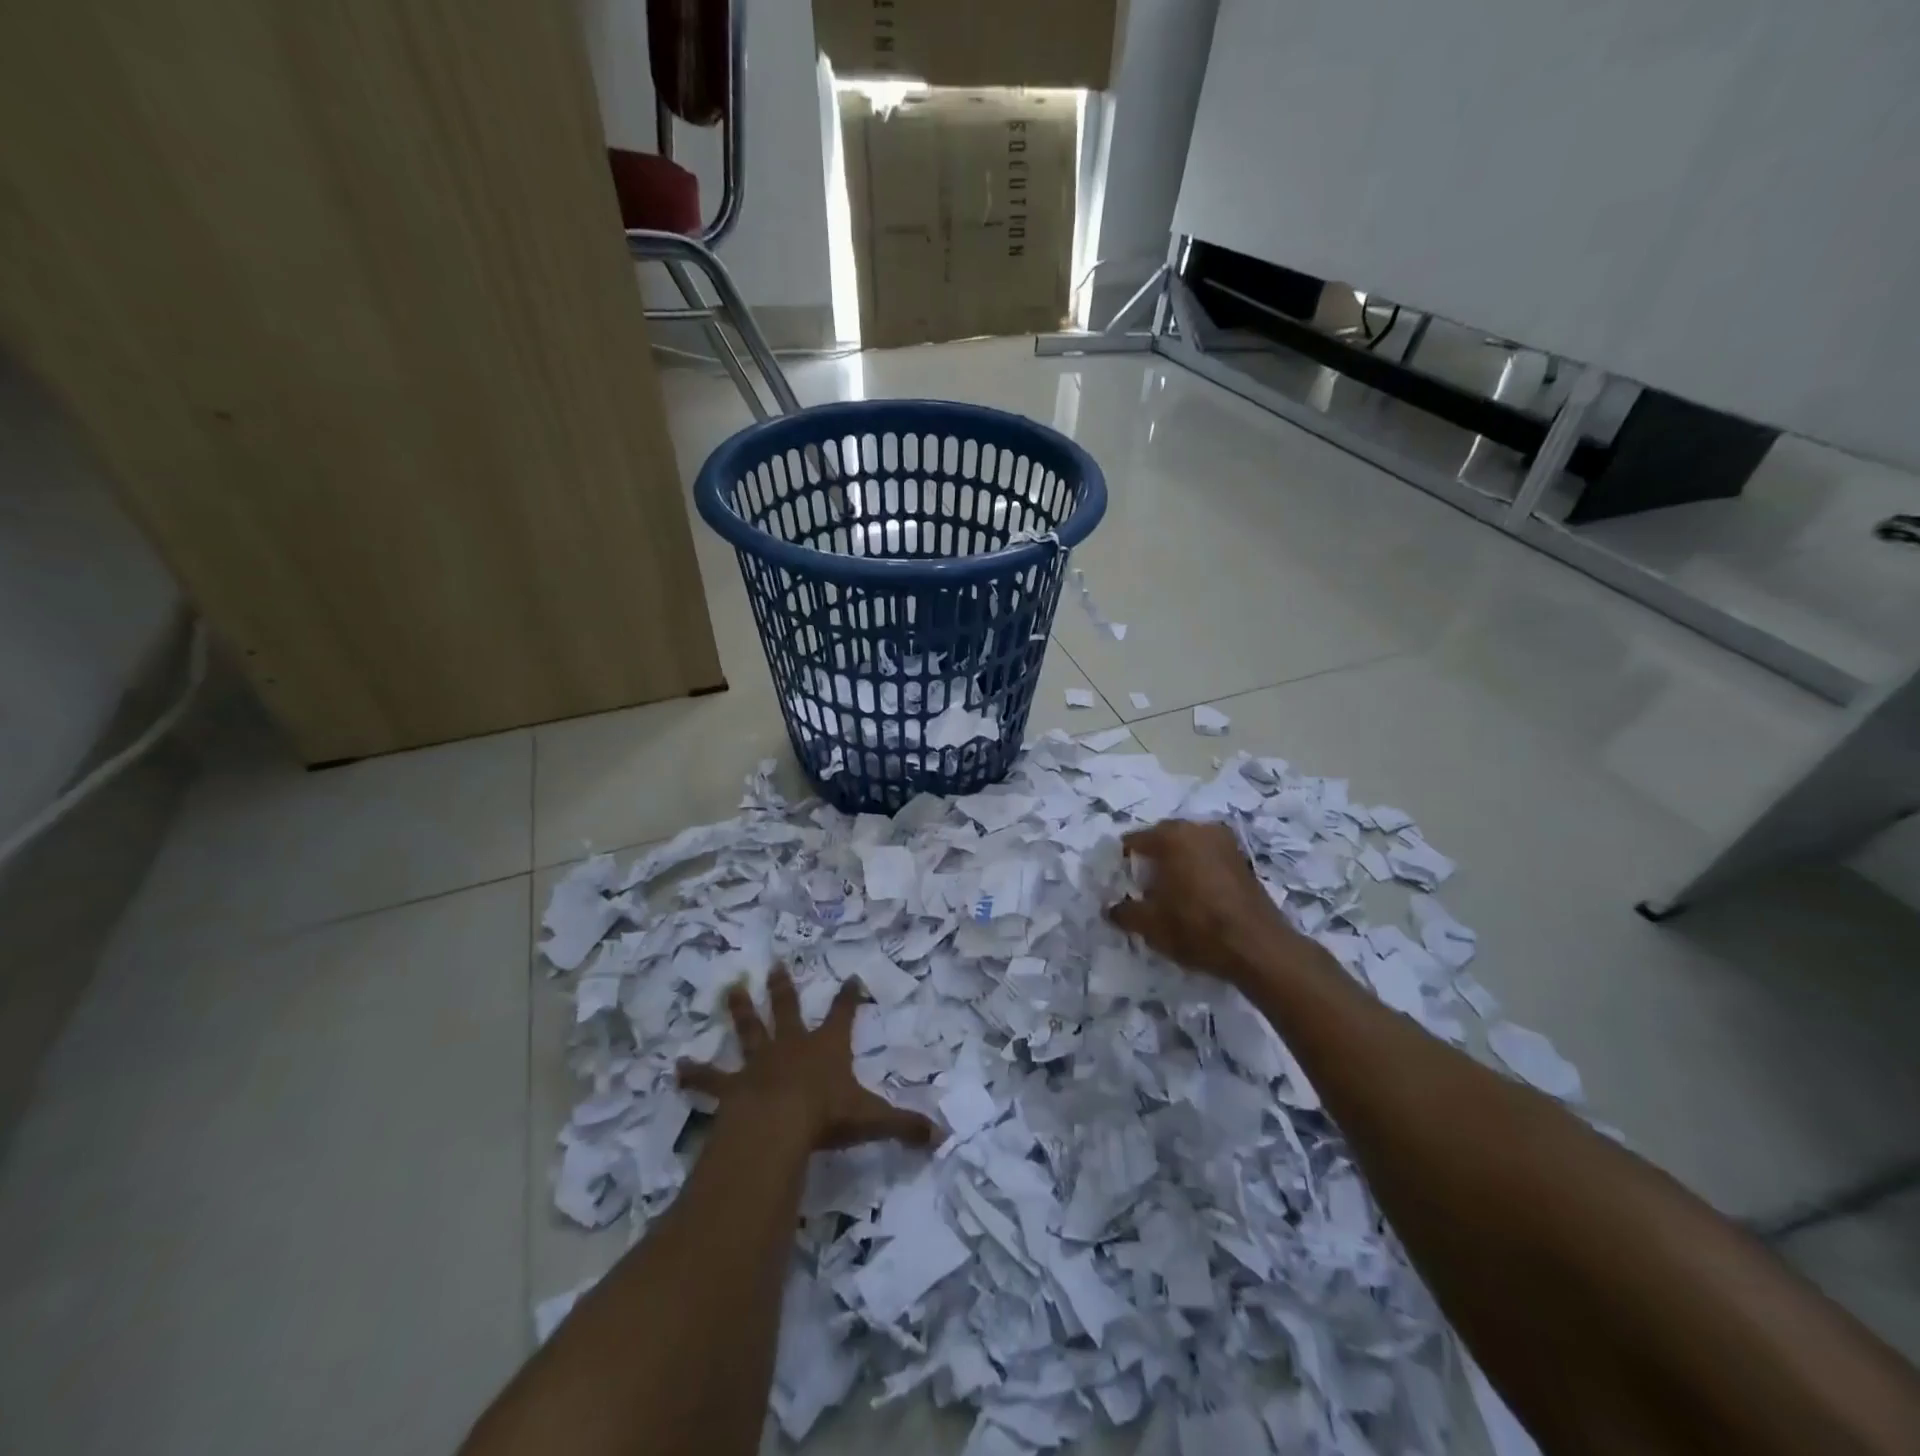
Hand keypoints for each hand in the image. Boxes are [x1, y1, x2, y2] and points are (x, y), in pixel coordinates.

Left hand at [677, 966, 938, 1153]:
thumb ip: (906, 1125)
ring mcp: (760, 1062)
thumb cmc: (826, 1116)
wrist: (777, 1127)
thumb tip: (943, 1135)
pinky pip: (711, 1079)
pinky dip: (695, 1074)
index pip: (844, 1015)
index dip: (850, 997)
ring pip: (749, 1030)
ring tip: (730, 989)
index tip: (852, 977)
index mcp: (827, 1048)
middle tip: (774, 966)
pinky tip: (676, 1068)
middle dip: (783, 989)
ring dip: (740, 1011)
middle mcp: (792, 1046)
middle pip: (788, 1010)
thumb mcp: (873, 1119)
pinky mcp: (733, 1087)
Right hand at [1106, 819, 1305, 983]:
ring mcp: (1224, 841)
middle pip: (1162, 839)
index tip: (1121, 885)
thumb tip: (1112, 909)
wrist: (1258, 948)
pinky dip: (1197, 870)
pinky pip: (1208, 858)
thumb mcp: (1150, 925)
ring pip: (1188, 847)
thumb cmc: (1196, 927)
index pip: (1134, 841)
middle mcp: (1198, 829)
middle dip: (1151, 860)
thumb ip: (1124, 912)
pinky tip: (1194, 896)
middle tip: (1142, 889)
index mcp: (1171, 836)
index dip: (1123, 863)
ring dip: (1176, 864)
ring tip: (1169, 893)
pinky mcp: (1242, 859)